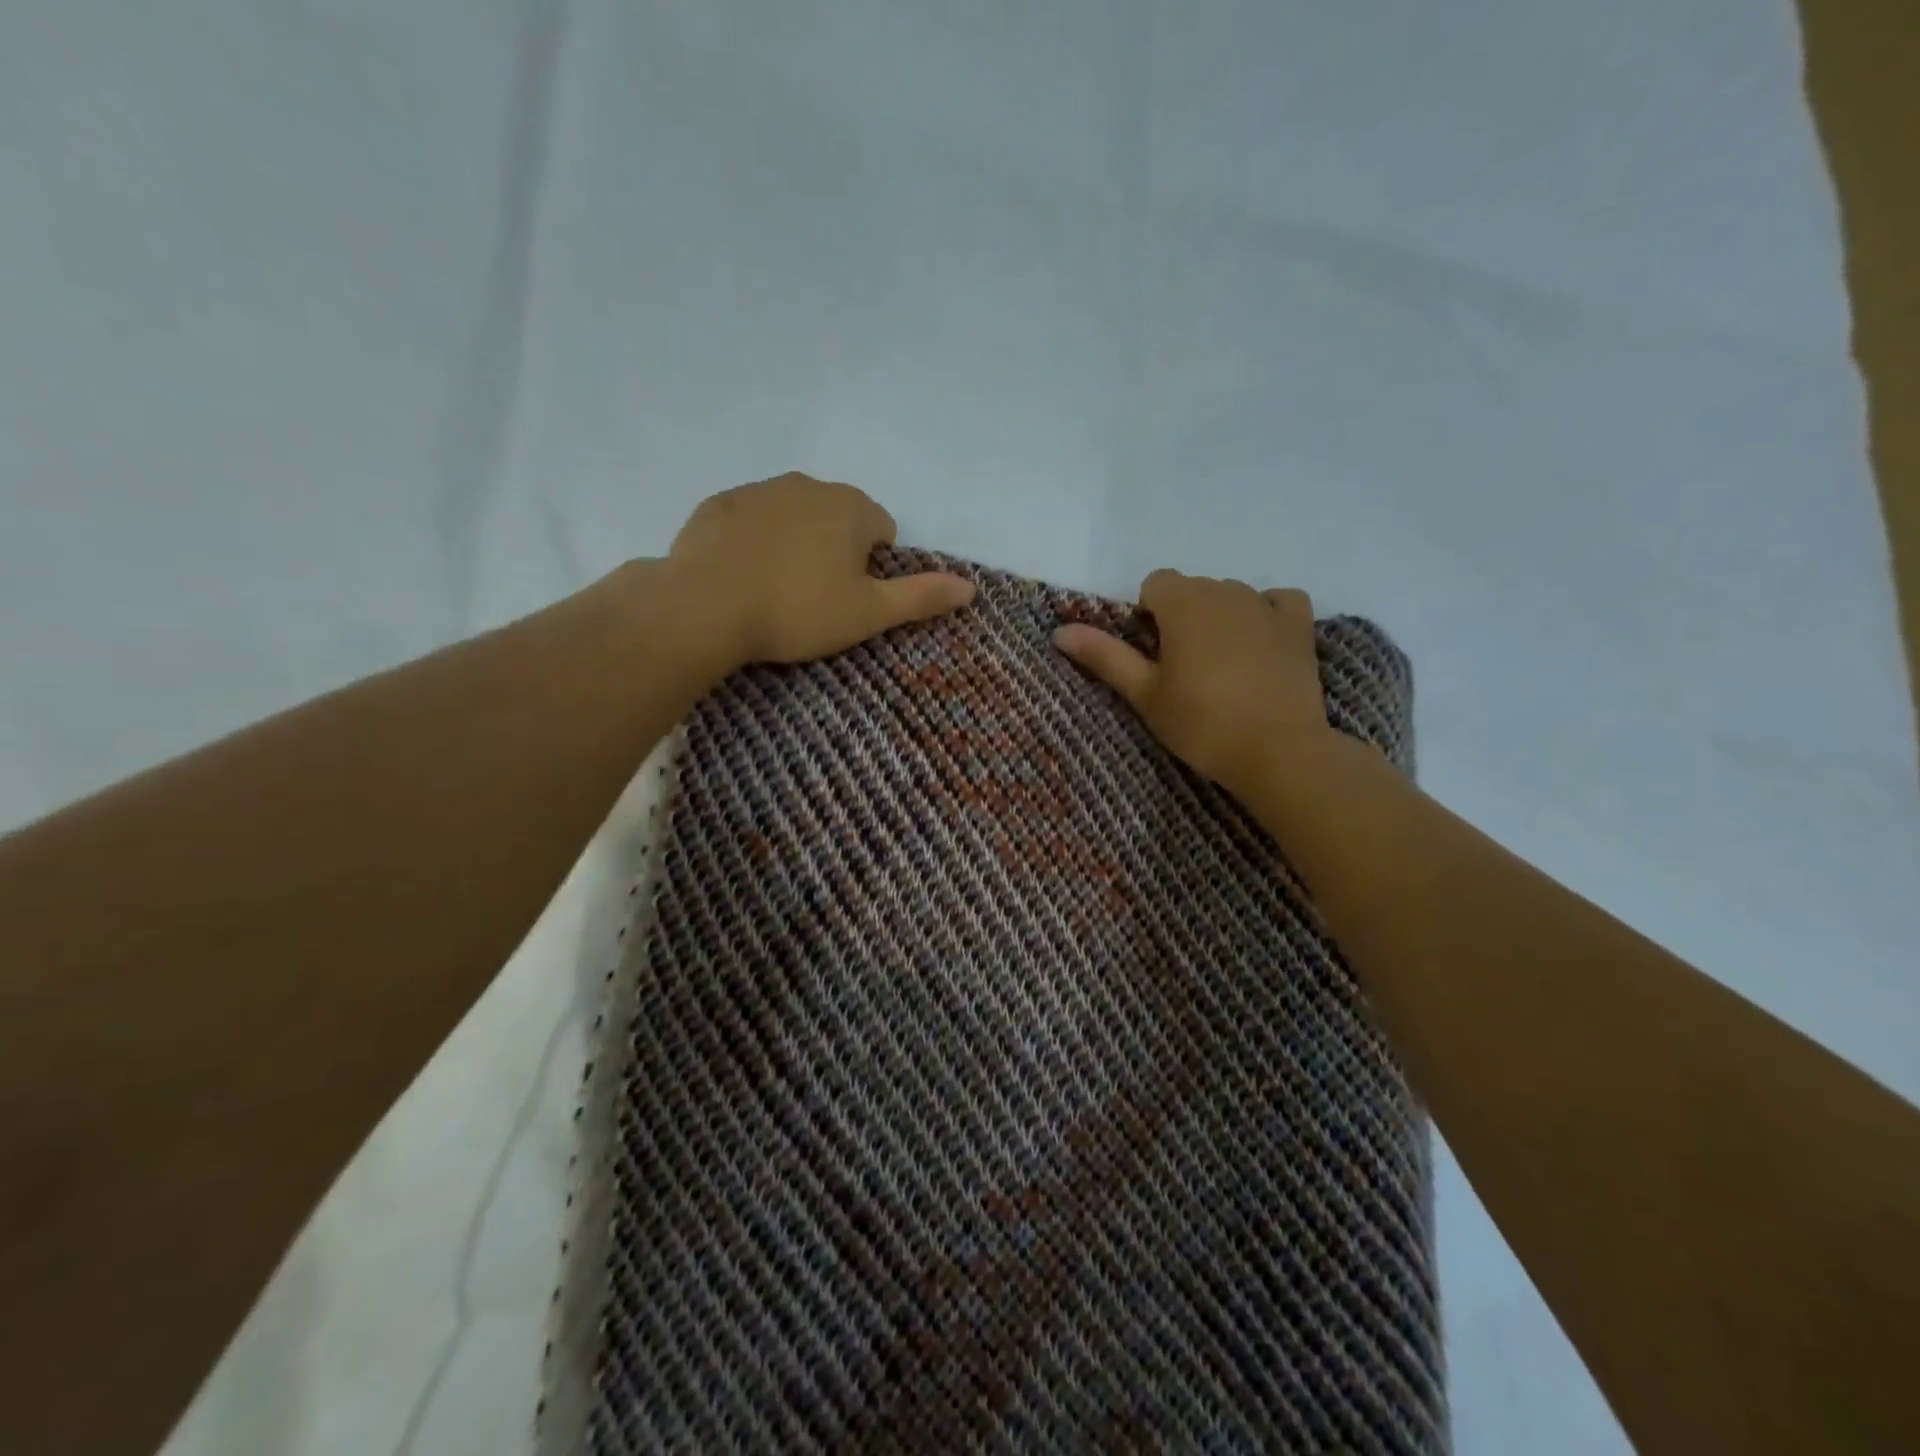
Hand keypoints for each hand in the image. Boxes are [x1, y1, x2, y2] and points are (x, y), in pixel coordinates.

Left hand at [666, 472, 975, 669]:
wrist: (706, 607)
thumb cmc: (799, 610)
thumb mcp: (868, 613)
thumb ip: (921, 597)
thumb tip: (972, 588)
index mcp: (851, 507)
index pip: (882, 530)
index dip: (873, 568)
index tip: (849, 599)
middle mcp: (808, 485)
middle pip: (838, 518)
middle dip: (835, 551)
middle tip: (816, 599)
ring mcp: (759, 490)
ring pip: (794, 516)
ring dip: (795, 544)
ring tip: (778, 590)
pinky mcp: (718, 504)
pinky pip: (751, 520)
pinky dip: (755, 542)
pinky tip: (742, 576)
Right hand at [1054, 570, 1331, 800]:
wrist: (1277, 751)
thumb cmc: (1201, 723)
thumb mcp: (1144, 693)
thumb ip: (1104, 656)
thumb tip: (1059, 631)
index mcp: (1183, 603)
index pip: (1155, 584)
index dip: (1147, 615)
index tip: (1153, 654)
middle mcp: (1225, 591)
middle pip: (1192, 589)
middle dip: (1182, 617)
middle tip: (1183, 669)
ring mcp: (1266, 605)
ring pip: (1231, 595)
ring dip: (1219, 618)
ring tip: (1222, 667)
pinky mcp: (1299, 625)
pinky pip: (1277, 601)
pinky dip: (1266, 615)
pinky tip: (1261, 644)